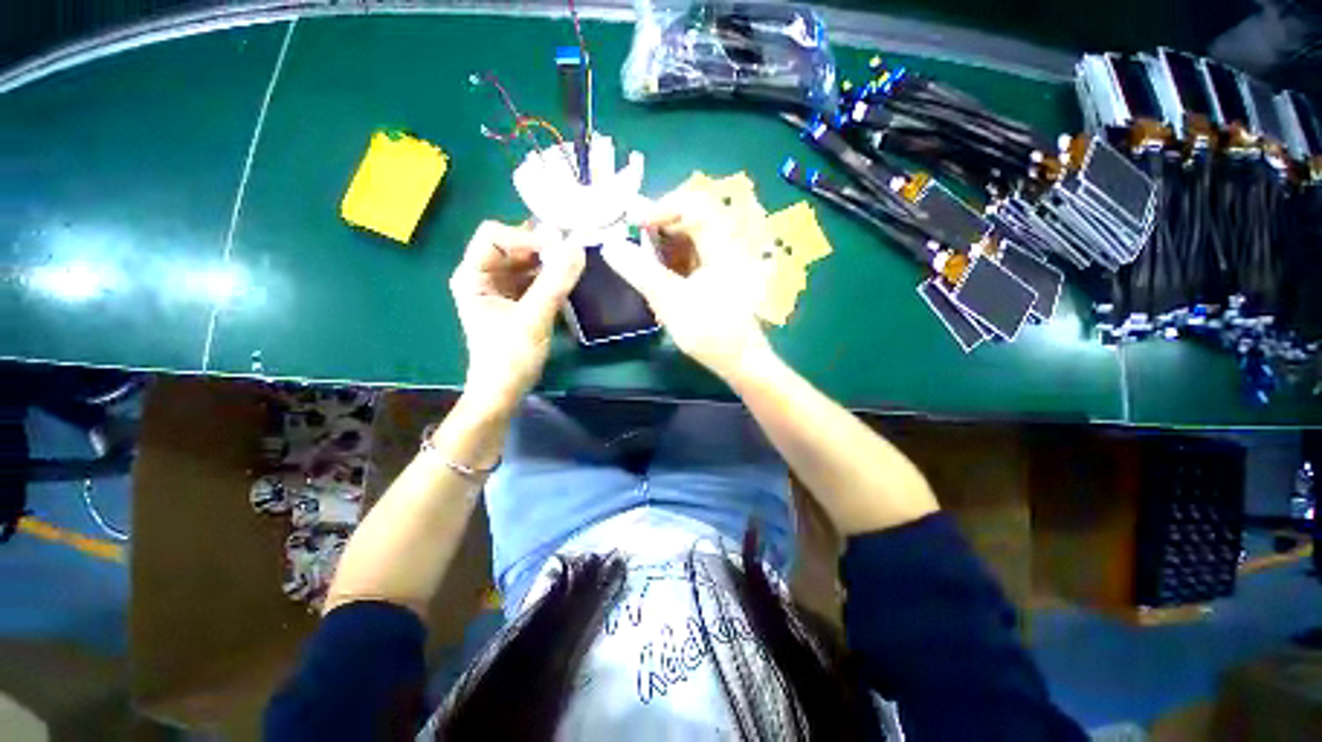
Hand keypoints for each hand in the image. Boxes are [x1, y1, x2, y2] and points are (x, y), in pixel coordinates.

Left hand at [449, 221, 584, 411]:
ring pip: (525, 262)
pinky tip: (567, 280)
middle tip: (571, 251)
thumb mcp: (533, 317)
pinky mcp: (517, 301)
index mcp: (473, 275)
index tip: (555, 248)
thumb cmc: (510, 357)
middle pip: (511, 246)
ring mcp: (501, 289)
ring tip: (573, 264)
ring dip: (548, 261)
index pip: (494, 236)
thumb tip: (577, 247)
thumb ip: (554, 282)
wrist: (505, 391)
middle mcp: (484, 276)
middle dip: (540, 247)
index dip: (524, 237)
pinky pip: (534, 278)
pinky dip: (550, 276)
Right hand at [603, 194, 772, 383]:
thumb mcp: (671, 301)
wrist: (740, 362)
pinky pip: (692, 259)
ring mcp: (723, 263)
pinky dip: (672, 263)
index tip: (633, 223)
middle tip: (632, 241)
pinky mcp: (718, 279)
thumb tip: (609, 246)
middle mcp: (725, 247)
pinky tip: (658, 279)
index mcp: (721, 244)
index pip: (693, 204)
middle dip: (658, 228)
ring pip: (690, 241)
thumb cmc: (710, 331)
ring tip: (641, 262)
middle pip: (691, 219)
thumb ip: (640, 271)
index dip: (661, 206)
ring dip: (663, 247)